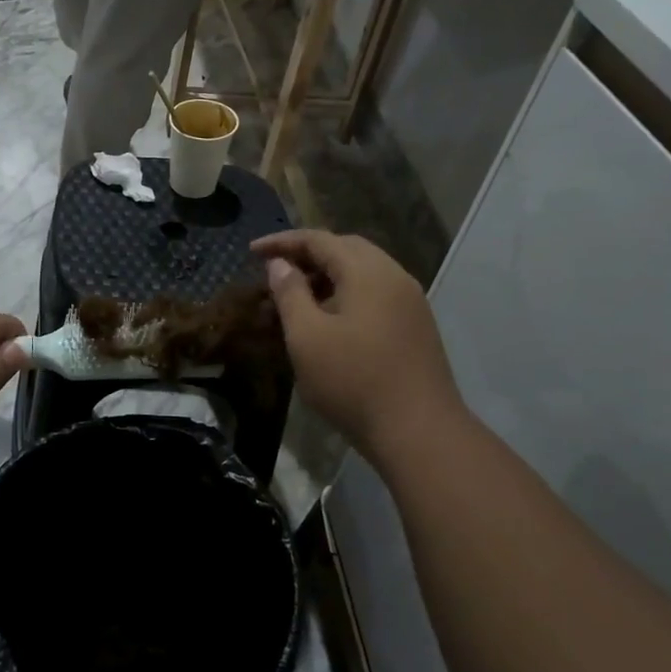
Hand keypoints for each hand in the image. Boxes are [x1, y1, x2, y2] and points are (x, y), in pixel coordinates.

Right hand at [252, 230, 460, 455]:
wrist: (419, 431)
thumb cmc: (354, 381)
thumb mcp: (307, 337)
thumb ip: (290, 293)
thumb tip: (280, 265)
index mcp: (368, 272)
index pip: (319, 240)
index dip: (283, 242)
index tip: (252, 251)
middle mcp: (394, 277)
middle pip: (346, 249)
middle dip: (307, 254)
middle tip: (275, 270)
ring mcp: (409, 302)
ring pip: (363, 272)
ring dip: (327, 275)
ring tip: (296, 295)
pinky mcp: (415, 326)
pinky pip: (374, 293)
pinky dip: (346, 293)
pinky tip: (328, 318)